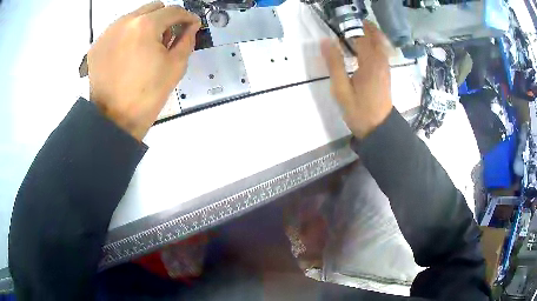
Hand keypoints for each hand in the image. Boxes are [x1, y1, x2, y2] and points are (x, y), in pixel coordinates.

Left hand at [88, 1, 200, 140]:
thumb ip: (187, 40)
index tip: (191, 25)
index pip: (173, 11)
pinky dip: (128, 35)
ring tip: (145, 47)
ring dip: (145, 25)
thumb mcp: (175, 67)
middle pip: (153, 7)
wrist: (113, 120)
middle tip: (166, 38)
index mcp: (145, 26)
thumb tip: (190, 27)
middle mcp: (124, 22)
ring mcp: (108, 33)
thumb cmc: (147, 95)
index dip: (186, 17)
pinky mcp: (97, 45)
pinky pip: (118, 30)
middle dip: (165, 18)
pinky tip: (128, 53)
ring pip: (134, 17)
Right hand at [321, 21, 392, 138]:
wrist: (379, 129)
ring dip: (374, 35)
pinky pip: (383, 54)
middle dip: (368, 28)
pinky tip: (370, 47)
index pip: (361, 39)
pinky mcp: (386, 75)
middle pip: (376, 39)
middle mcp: (380, 63)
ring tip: (363, 30)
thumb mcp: (341, 89)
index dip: (351, 30)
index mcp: (369, 64)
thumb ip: (334, 64)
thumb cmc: (359, 110)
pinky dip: (378, 45)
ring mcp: (385, 69)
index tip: (341, 26)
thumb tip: (326, 42)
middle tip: (357, 22)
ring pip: (382, 46)